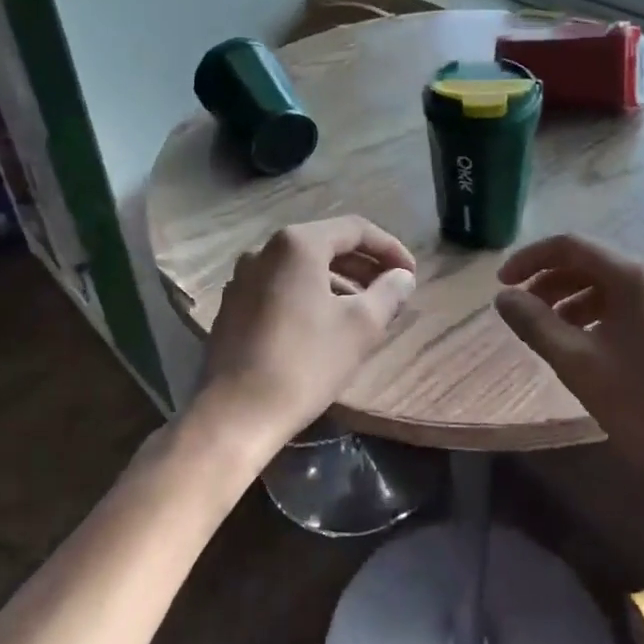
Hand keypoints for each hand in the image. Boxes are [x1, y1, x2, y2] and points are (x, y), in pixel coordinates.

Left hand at [195, 216, 416, 462]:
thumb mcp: (361, 326)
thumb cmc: (305, 362)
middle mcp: (265, 249)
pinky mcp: (233, 305)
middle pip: (326, 244)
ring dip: (338, 281)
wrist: (236, 413)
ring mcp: (243, 277)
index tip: (411, 275)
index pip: (355, 229)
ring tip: (364, 309)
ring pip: (302, 267)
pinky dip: (309, 294)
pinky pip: (281, 286)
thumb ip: (388, 293)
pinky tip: (325, 324)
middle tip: (392, 291)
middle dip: (364, 265)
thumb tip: (403, 277)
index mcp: (298, 244)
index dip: (389, 248)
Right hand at [495, 235, 643, 508]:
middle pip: (596, 263)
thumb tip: (503, 297)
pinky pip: (642, 306)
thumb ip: (536, 325)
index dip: (530, 259)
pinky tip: (598, 348)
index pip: (571, 246)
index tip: (501, 284)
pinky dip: (608, 315)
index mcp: (637, 278)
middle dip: (552, 282)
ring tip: (556, 333)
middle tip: (524, 312)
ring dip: (579, 300)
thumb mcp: (581, 367)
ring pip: (619, 286)